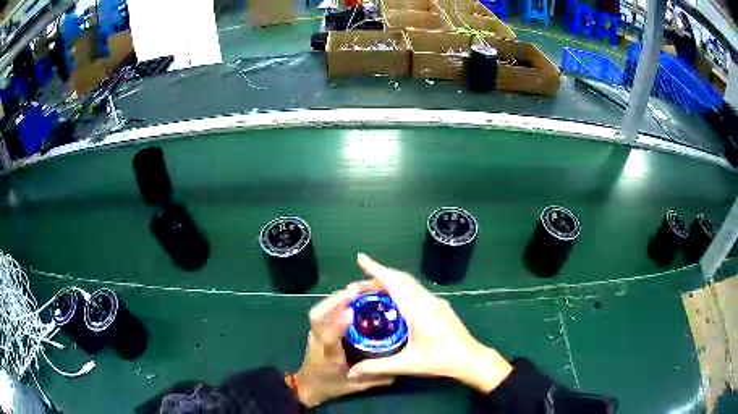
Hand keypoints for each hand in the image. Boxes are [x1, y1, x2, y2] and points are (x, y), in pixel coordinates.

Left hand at [293, 283, 393, 406]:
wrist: (308, 386)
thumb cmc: (331, 386)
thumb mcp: (355, 387)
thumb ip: (375, 379)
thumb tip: (398, 372)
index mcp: (327, 357)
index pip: (328, 340)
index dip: (337, 325)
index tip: (350, 312)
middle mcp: (317, 342)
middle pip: (317, 317)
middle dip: (333, 302)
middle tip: (355, 291)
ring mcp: (314, 334)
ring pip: (317, 312)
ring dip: (333, 298)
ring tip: (354, 289)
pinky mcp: (315, 330)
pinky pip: (321, 312)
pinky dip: (332, 302)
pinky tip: (348, 297)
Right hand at [347, 254, 512, 393]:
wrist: (470, 358)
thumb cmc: (439, 360)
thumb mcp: (407, 365)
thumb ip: (377, 367)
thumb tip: (352, 373)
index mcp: (417, 309)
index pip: (394, 283)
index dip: (376, 269)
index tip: (360, 258)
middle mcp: (426, 300)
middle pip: (400, 279)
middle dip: (378, 275)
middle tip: (357, 285)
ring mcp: (435, 301)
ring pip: (409, 283)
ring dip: (390, 281)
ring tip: (371, 290)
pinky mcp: (440, 305)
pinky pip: (416, 290)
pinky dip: (400, 287)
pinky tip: (394, 300)